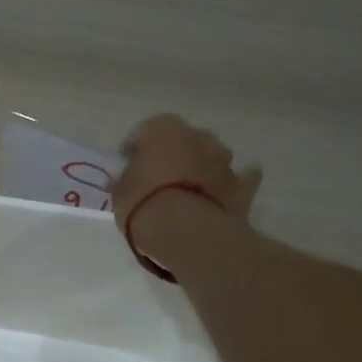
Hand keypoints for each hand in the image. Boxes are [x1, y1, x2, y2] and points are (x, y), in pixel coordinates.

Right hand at [112, 115, 260, 257]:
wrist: (188, 233)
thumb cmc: (144, 204)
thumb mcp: (119, 193)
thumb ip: (123, 181)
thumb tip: (123, 179)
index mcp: (164, 129)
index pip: (143, 132)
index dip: (132, 151)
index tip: (125, 168)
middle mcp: (197, 135)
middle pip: (181, 141)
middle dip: (171, 156)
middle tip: (156, 179)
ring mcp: (223, 159)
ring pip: (208, 157)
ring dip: (199, 168)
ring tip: (185, 192)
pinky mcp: (242, 185)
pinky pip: (236, 180)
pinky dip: (228, 185)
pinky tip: (220, 196)